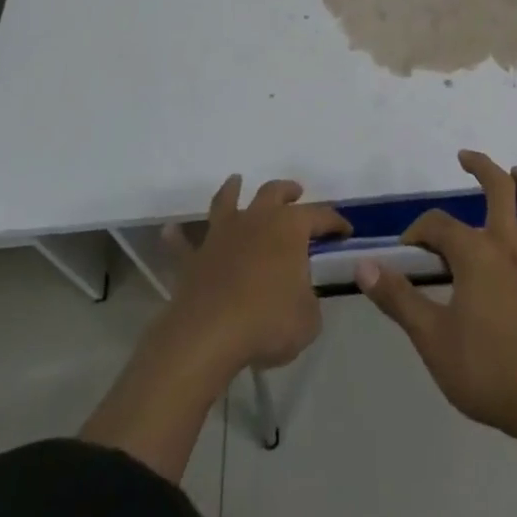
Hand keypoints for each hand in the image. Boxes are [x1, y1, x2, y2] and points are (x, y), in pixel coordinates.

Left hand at [164, 175, 350, 371]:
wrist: (209, 335)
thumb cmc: (267, 322)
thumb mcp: (308, 319)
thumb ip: (309, 300)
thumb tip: (301, 294)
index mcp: (290, 228)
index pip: (320, 216)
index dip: (335, 222)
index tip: (345, 231)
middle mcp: (257, 220)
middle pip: (273, 192)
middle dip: (287, 190)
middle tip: (296, 192)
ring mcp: (222, 234)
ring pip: (228, 201)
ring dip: (234, 189)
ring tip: (237, 181)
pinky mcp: (194, 258)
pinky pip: (184, 243)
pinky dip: (178, 236)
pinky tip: (171, 231)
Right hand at [357, 151, 516, 440]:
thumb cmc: (486, 369)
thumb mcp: (432, 338)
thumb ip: (398, 298)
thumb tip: (364, 265)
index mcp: (476, 254)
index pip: (439, 225)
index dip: (418, 232)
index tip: (404, 253)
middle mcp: (509, 247)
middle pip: (500, 192)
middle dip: (482, 168)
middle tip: (465, 157)